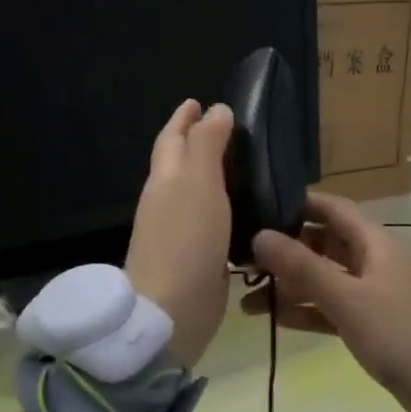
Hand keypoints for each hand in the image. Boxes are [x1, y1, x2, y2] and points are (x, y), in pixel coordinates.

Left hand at [123, 100, 234, 368]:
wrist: (172, 310)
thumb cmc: (186, 239)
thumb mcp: (199, 182)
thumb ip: (207, 144)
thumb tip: (215, 108)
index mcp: (165, 179)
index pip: (172, 139)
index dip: (183, 119)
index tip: (197, 101)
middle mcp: (167, 201)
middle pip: (179, 163)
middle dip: (196, 143)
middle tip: (225, 129)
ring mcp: (179, 232)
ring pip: (195, 192)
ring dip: (212, 175)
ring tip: (242, 165)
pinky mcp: (197, 257)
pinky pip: (210, 221)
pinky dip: (224, 207)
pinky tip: (245, 210)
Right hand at [242, 193, 410, 411]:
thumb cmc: (402, 336)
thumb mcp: (348, 300)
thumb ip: (302, 268)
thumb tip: (259, 235)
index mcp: (376, 244)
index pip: (333, 209)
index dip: (298, 203)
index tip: (257, 206)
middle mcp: (374, 262)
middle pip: (324, 243)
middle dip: (285, 248)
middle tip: (240, 256)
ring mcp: (374, 295)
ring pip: (324, 278)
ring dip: (289, 284)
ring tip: (243, 293)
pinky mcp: (373, 325)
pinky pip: (332, 308)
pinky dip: (305, 310)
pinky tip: (270, 317)